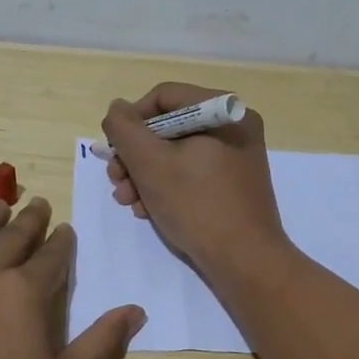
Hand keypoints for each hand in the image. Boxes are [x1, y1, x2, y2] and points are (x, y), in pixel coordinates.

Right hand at [101, 82, 289, 278]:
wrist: (245, 261)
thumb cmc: (197, 205)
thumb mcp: (150, 163)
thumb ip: (125, 129)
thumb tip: (117, 109)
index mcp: (223, 111)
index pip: (164, 97)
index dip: (131, 120)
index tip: (114, 150)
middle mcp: (234, 127)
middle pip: (168, 127)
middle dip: (135, 155)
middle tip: (116, 181)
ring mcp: (236, 157)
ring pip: (177, 153)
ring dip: (145, 175)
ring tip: (128, 202)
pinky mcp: (233, 184)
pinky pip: (192, 172)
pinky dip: (166, 187)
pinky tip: (149, 210)